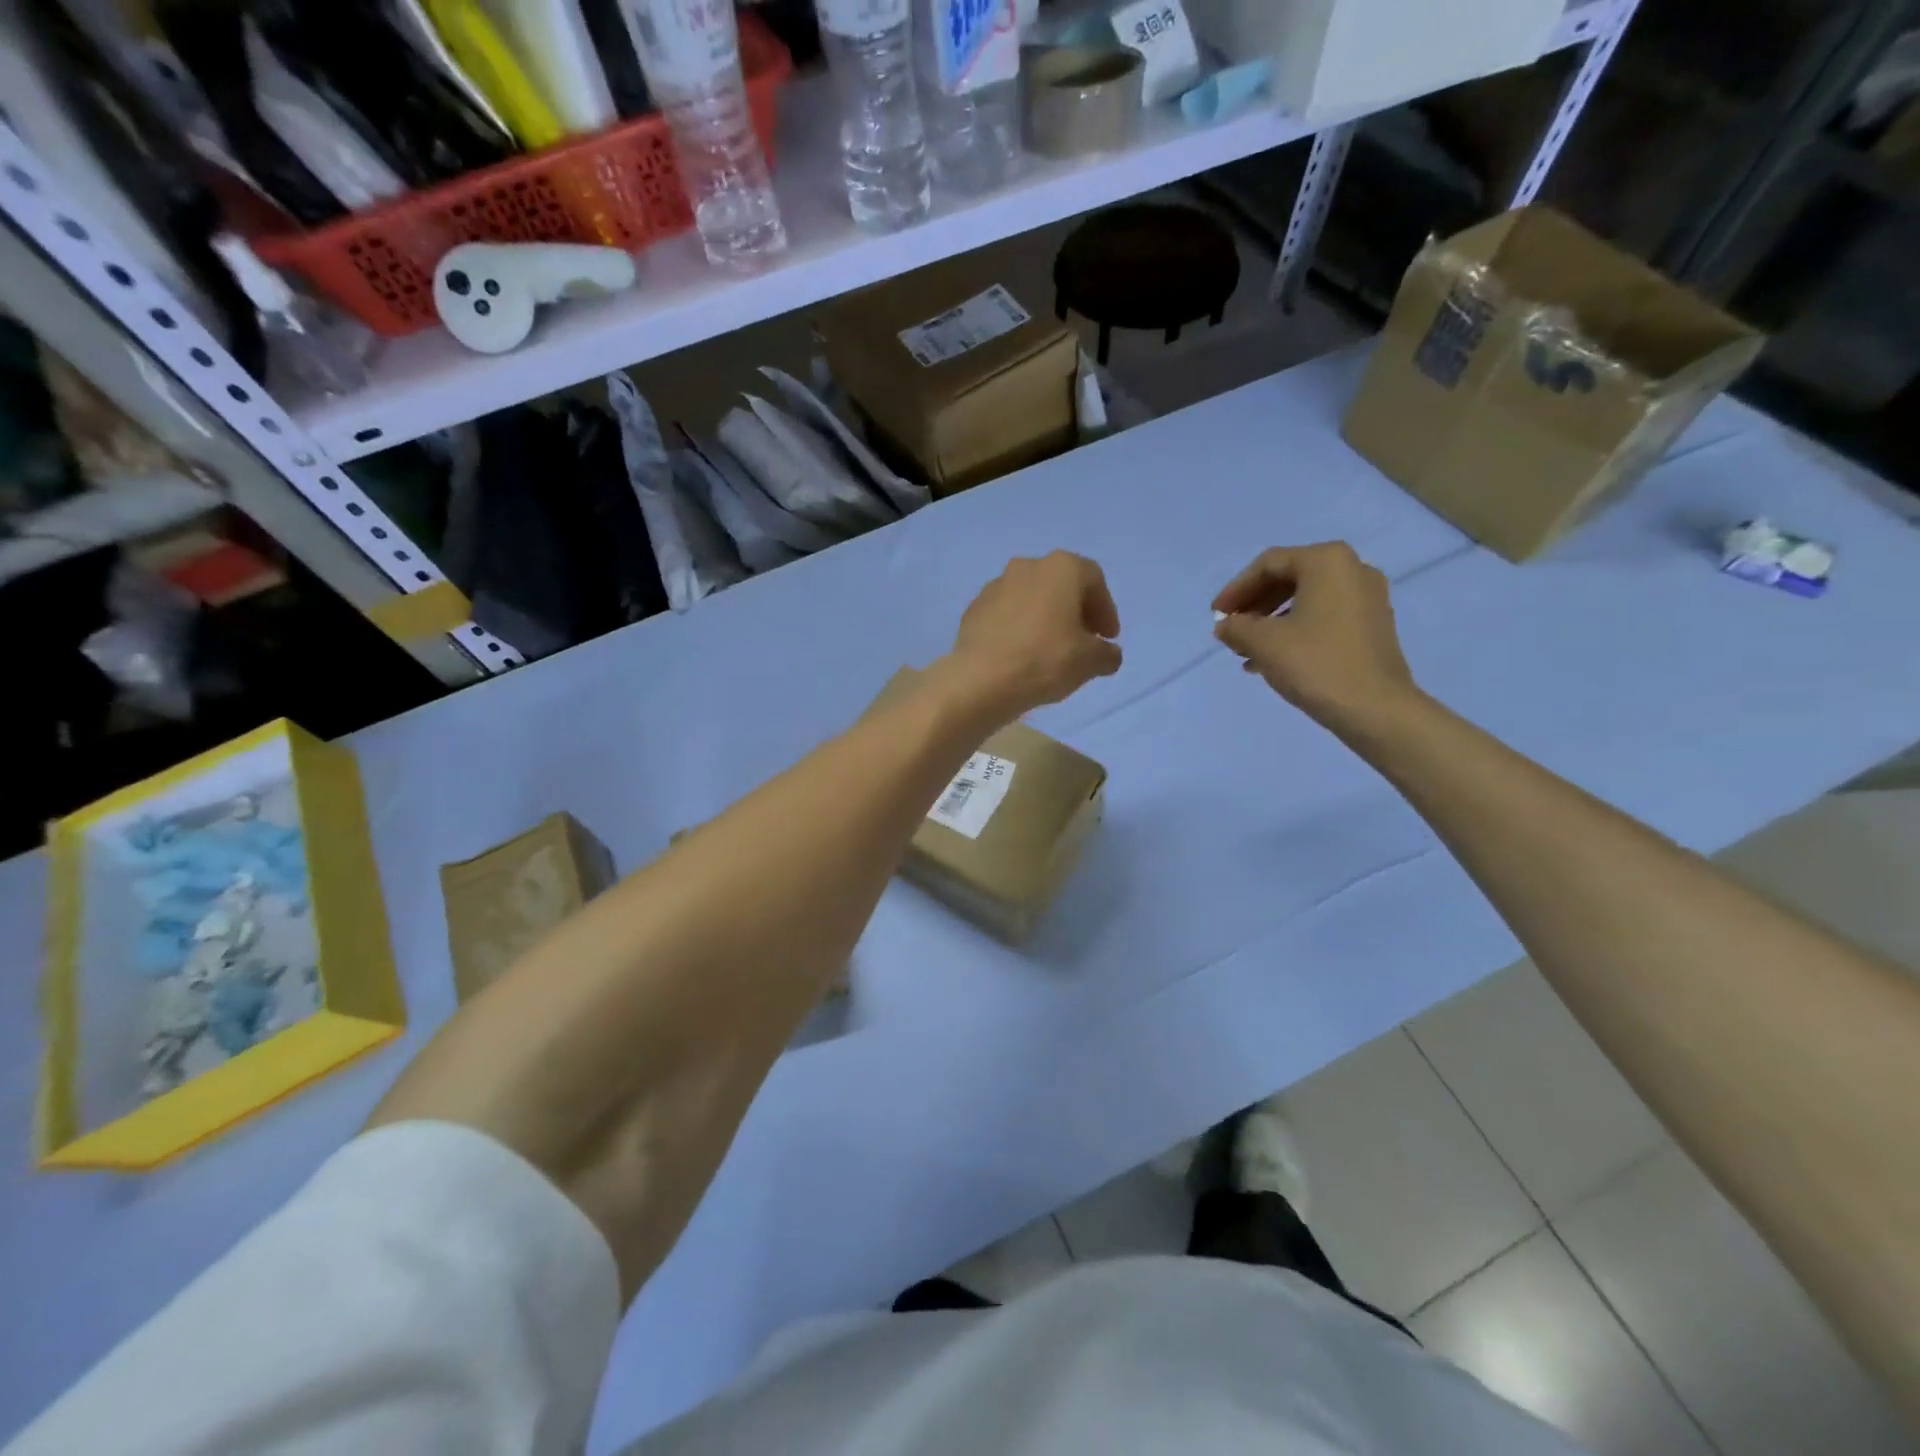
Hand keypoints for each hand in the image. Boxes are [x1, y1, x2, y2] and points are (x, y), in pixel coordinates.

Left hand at [942, 552, 1122, 718]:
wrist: (981, 680)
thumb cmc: (1045, 660)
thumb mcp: (1090, 662)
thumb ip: (1107, 653)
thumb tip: (1108, 654)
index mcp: (1061, 568)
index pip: (1094, 581)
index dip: (1106, 610)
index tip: (1108, 637)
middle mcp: (1027, 566)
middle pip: (1061, 585)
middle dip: (1075, 611)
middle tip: (1083, 640)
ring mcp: (995, 586)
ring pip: (1031, 598)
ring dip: (1045, 618)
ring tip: (1051, 649)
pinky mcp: (974, 609)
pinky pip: (1006, 614)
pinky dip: (1019, 628)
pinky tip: (1022, 654)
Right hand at [1212, 542, 1417, 732]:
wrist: (1375, 708)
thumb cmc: (1316, 664)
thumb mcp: (1263, 643)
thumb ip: (1236, 627)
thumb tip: (1226, 626)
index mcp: (1327, 561)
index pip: (1268, 564)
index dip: (1236, 589)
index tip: (1216, 616)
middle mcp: (1353, 569)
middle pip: (1289, 578)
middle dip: (1254, 605)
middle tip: (1231, 629)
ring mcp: (1368, 598)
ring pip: (1306, 600)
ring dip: (1271, 621)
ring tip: (1247, 650)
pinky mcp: (1373, 625)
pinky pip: (1324, 616)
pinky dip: (1295, 630)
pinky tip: (1273, 659)